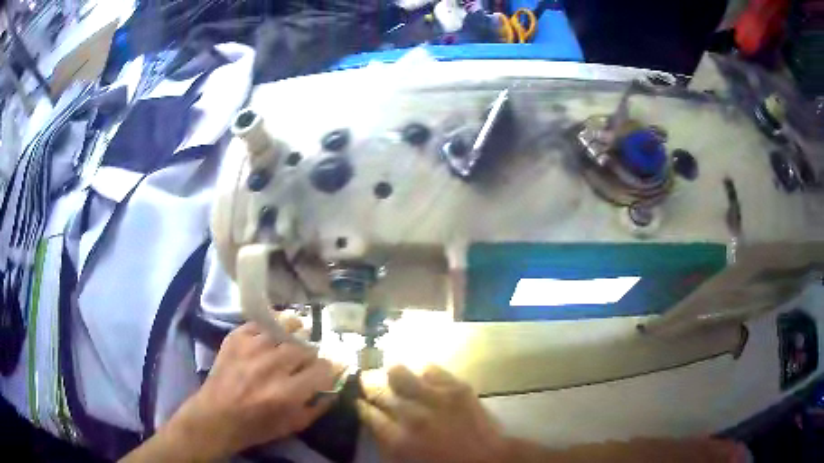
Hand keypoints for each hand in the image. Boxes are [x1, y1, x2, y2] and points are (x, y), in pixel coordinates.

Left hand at [162, 319, 338, 460]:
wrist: (216, 416)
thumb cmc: (257, 426)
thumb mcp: (294, 425)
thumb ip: (318, 406)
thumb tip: (335, 388)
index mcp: (288, 391)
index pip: (322, 368)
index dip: (329, 369)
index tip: (327, 371)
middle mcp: (271, 365)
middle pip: (304, 348)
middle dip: (310, 355)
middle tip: (306, 361)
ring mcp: (251, 347)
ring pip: (284, 328)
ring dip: (293, 335)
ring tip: (294, 337)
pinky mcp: (235, 337)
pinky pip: (260, 323)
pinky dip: (268, 329)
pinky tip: (270, 336)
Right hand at [357, 365, 505, 462]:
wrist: (488, 460)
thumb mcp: (405, 460)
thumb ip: (385, 441)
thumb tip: (373, 421)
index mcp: (397, 440)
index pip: (366, 412)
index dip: (360, 405)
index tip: (359, 402)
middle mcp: (411, 415)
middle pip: (376, 389)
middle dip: (369, 385)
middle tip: (369, 384)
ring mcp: (435, 398)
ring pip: (398, 372)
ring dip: (391, 375)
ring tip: (393, 378)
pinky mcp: (456, 387)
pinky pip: (429, 368)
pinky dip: (421, 372)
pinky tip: (421, 378)